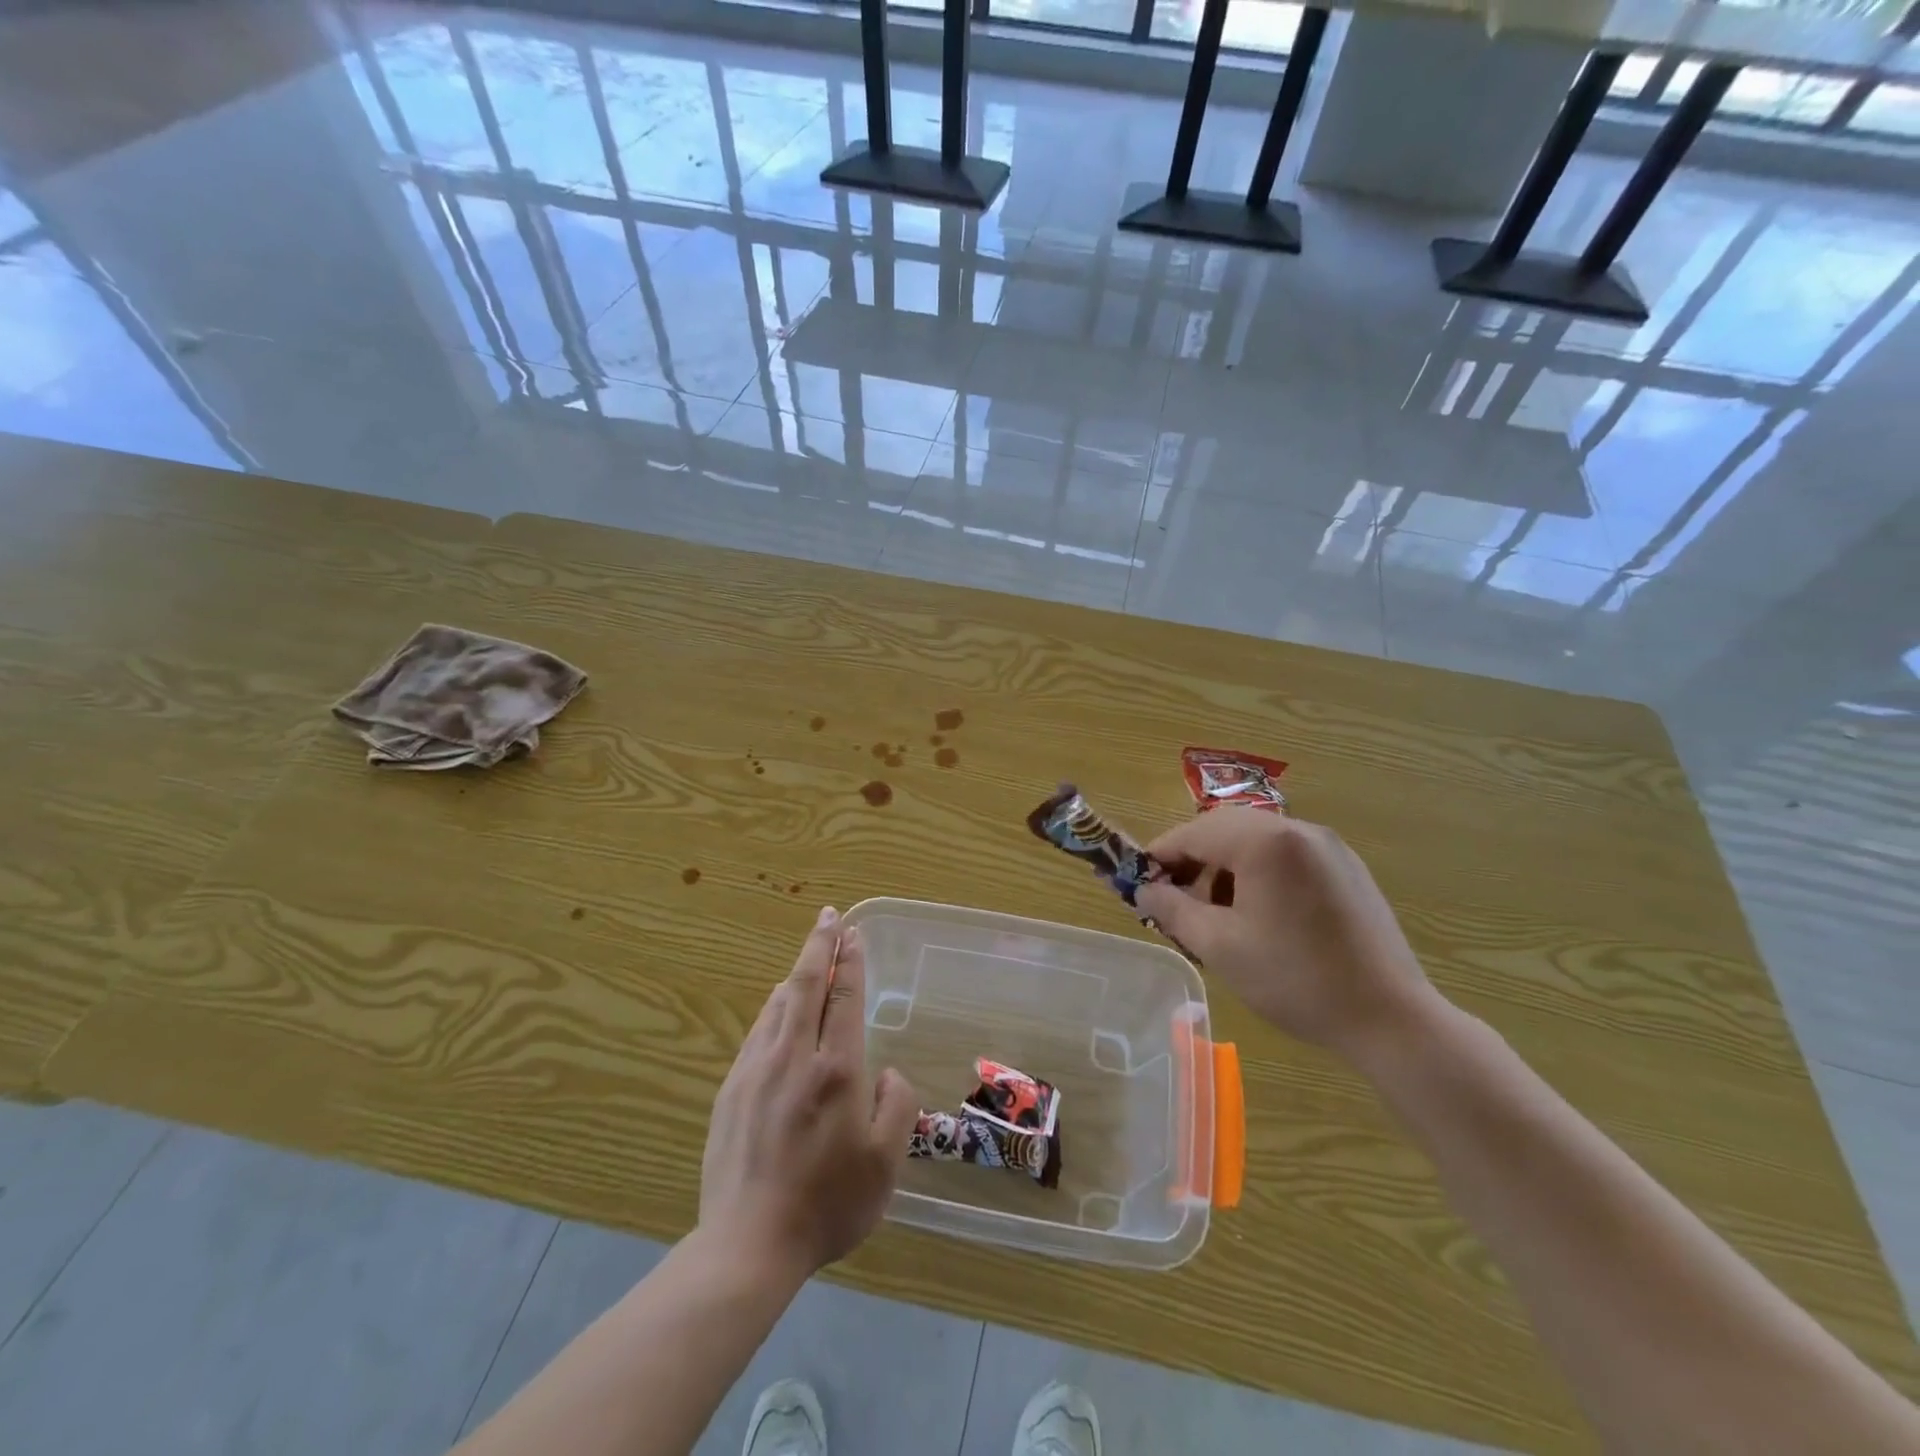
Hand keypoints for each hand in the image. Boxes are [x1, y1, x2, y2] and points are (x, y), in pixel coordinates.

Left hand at [699, 906, 917, 1280]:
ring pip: (778, 1004)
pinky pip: (758, 1032)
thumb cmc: (826, 1204)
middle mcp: (794, 1056)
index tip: (852, 933)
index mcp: (836, 1070)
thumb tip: (886, 1073)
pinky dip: (774, 1009)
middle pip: (806, 985)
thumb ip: (896, 1106)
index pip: (845, 998)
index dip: (850, 961)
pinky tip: (778, 1011)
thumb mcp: (884, 1163)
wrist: (747, 1245)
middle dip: (820, 946)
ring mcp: (756, 1070)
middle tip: (828, 917)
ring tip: (809, 961)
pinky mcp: (731, 1090)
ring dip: (796, 975)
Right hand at [1136, 809, 1441, 1060]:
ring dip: (1225, 865)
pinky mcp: (1347, 868)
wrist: (1390, 1018)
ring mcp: (1329, 847)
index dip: (1160, 855)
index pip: (1193, 832)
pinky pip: (1287, 855)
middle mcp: (1298, 829)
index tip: (1139, 884)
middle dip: (1192, 858)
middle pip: (1225, 828)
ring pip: (1256, 840)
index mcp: (1265, 842)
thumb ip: (1173, 910)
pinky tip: (1258, 914)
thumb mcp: (1220, 947)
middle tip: (1174, 898)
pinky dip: (1259, 871)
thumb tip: (1143, 891)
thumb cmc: (1295, 979)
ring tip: (1215, 911)